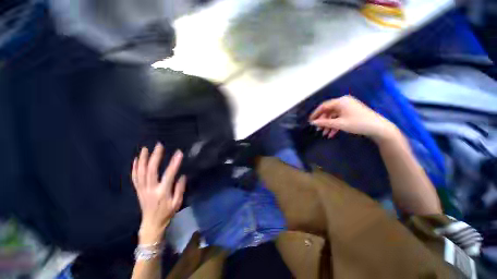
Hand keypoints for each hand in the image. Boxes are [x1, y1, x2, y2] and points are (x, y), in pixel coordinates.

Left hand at [132, 143, 185, 242]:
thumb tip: (182, 175)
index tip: (179, 152)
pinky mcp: (138, 190)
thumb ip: (180, 189)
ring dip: (143, 159)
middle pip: (151, 170)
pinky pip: (134, 178)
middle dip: (155, 157)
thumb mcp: (177, 203)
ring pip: (140, 172)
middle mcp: (150, 189)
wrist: (151, 224)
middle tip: (158, 145)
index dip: (174, 163)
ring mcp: (142, 189)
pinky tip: (136, 160)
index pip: (169, 175)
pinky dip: (134, 168)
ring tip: (145, 149)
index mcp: (162, 192)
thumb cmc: (167, 213)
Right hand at [309, 95, 397, 141]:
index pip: (323, 106)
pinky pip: (339, 118)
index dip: (315, 114)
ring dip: (328, 125)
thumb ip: (324, 122)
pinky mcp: (351, 112)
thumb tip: (313, 122)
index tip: (310, 121)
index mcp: (340, 101)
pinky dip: (335, 125)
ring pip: (333, 116)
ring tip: (324, 134)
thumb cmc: (358, 123)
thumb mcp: (339, 124)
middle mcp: (343, 102)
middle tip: (318, 129)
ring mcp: (348, 107)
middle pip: (328, 111)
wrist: (378, 128)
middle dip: (323, 121)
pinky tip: (332, 134)